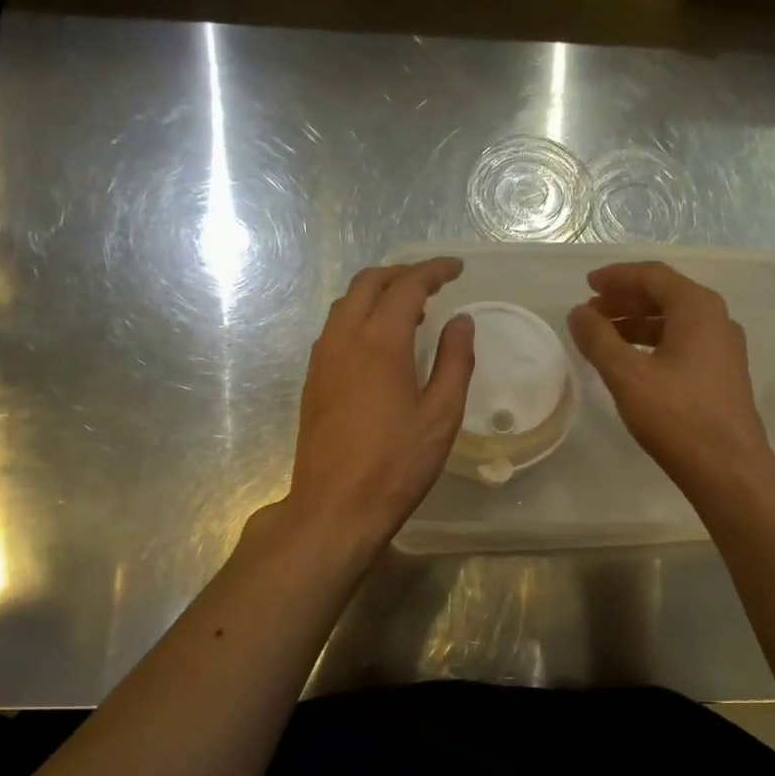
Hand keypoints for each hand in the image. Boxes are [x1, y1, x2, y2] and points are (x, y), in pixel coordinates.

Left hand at [284, 258, 474, 556]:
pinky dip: (360, 317)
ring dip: (378, 294)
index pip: (407, 285)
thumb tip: (461, 321)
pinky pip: (336, 328)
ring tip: (411, 311)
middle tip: (433, 283)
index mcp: (380, 341)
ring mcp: (322, 358)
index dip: (433, 271)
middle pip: (368, 283)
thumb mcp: (442, 414)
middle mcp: (345, 338)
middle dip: (402, 274)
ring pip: (346, 304)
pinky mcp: (313, 380)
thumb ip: (455, 361)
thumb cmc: (397, 463)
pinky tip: (380, 343)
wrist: (335, 506)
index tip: (456, 269)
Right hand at [568, 261, 774, 496]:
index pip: (653, 275)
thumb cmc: (677, 416)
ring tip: (604, 337)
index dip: (617, 276)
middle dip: (625, 300)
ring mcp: (723, 350)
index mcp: (698, 309)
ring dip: (637, 323)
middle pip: (665, 296)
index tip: (587, 284)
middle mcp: (717, 320)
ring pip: (674, 323)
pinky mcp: (722, 376)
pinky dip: (653, 344)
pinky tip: (632, 363)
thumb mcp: (627, 375)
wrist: (728, 469)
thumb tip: (578, 313)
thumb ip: (598, 339)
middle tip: (590, 311)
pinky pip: (683, 345)